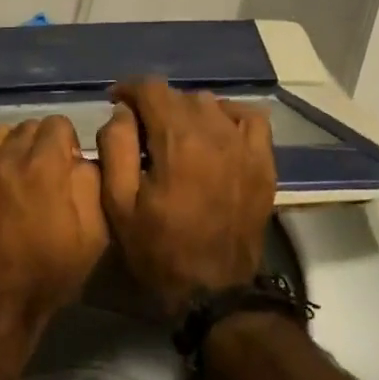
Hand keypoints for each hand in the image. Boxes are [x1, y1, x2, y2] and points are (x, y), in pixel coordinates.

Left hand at [0, 116, 107, 347]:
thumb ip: (92, 184)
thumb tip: (81, 158)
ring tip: (10, 172)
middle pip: (27, 127)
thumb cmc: (47, 274)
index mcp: (45, 165)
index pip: (59, 124)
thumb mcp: (93, 235)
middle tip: (41, 175)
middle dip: (40, 145)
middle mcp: (7, 155)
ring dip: (8, 146)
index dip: (67, 143)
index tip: (66, 166)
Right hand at [96, 80, 275, 316]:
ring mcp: (244, 145)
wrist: (214, 290)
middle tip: (141, 130)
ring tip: (175, 135)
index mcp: (177, 140)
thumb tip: (122, 111)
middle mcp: (214, 132)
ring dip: (188, 111)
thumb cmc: (158, 249)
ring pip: (211, 104)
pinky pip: (249, 117)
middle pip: (179, 95)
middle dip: (155, 105)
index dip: (129, 88)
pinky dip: (229, 116)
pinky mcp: (263, 161)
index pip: (151, 88)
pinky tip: (215, 133)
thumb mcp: (119, 203)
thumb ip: (115, 146)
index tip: (115, 101)